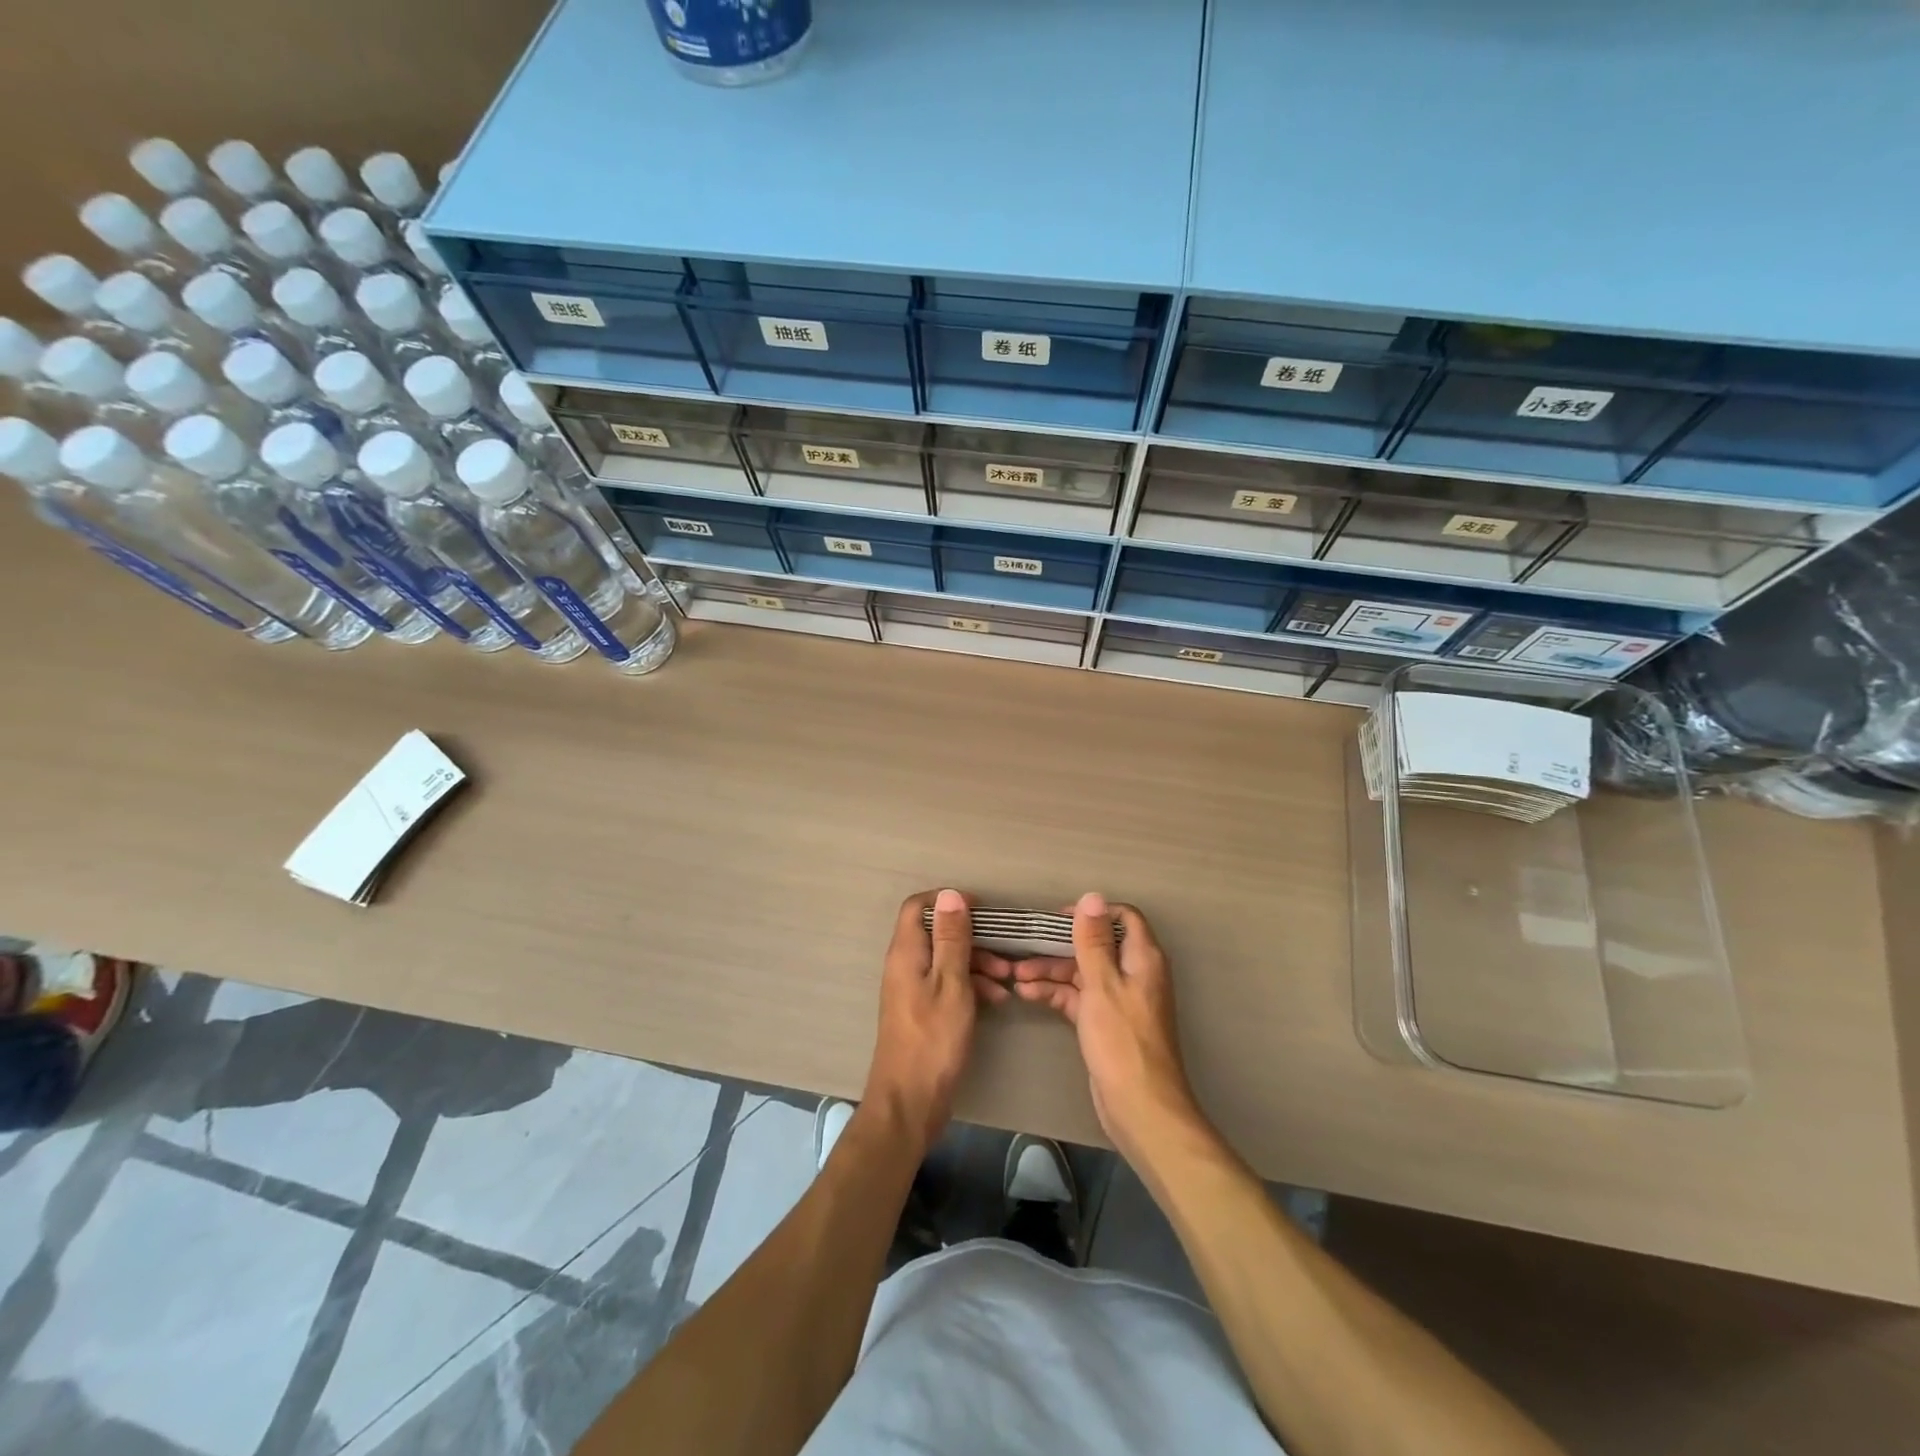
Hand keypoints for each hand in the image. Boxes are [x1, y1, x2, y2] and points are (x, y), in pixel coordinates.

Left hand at [863, 889, 1014, 1152]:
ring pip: (946, 960)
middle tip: (1004, 952)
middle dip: (973, 937)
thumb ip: (952, 938)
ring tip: (1008, 980)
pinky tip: (997, 999)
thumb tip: (950, 894)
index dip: (948, 901)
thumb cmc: (933, 1039)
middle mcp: (905, 964)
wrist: (910, 1101)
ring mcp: (912, 988)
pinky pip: (947, 984)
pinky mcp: (922, 1010)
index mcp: (907, 952)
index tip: (981, 910)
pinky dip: (971, 986)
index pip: (919, 906)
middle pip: (937, 932)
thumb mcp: (951, 983)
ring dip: (977, 963)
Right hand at [1013, 893, 1202, 1164]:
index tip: (1057, 919)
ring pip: (1082, 972)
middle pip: (1096, 945)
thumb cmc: (1122, 1040)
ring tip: (1014, 974)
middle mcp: (1133, 973)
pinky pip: (1078, 997)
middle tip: (1024, 946)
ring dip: (1051, 970)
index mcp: (1142, 958)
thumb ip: (1093, 940)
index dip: (1091, 913)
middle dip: (1060, 945)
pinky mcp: (1105, 1023)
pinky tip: (1026, 993)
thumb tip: (1091, 897)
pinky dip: (1055, 993)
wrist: (1139, 1107)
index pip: (1122, 918)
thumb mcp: (1102, 984)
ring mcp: (1118, 999)